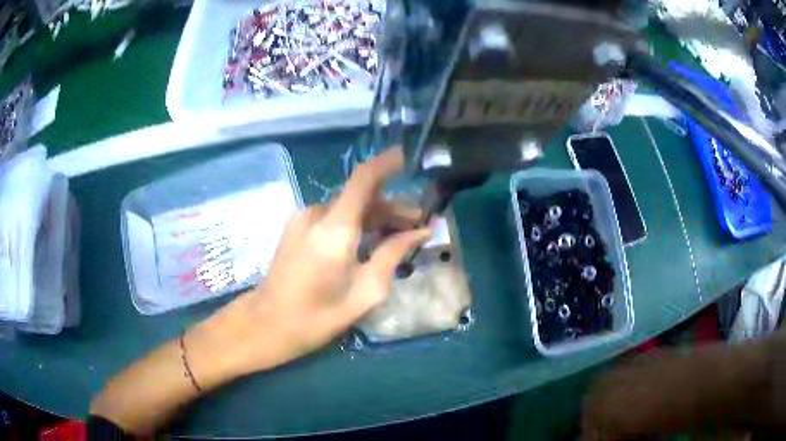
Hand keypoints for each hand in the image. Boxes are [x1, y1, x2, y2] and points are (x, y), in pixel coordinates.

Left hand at [199, 147, 432, 375]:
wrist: (267, 323)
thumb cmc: (318, 316)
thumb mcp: (365, 291)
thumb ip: (393, 254)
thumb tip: (420, 231)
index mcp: (335, 229)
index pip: (364, 179)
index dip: (387, 163)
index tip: (409, 158)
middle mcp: (317, 214)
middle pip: (360, 196)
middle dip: (392, 206)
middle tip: (418, 224)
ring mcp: (303, 219)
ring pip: (348, 207)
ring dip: (374, 216)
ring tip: (398, 235)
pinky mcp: (297, 227)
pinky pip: (333, 217)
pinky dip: (355, 223)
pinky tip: (369, 240)